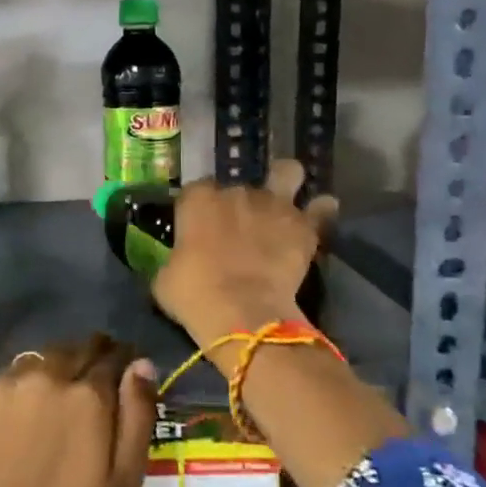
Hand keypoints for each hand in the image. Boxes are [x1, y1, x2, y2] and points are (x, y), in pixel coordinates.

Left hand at [0, 335, 156, 486]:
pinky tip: (16, 419)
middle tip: (90, 388)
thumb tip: (141, 364)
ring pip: (39, 360)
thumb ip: (137, 416)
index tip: (124, 375)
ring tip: (52, 402)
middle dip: (90, 359)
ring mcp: (4, 385)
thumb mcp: (122, 482)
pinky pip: (5, 381)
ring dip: (53, 371)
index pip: (113, 355)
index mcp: (87, 394)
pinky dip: (18, 390)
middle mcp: (46, 375)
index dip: (122, 362)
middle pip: (75, 349)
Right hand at [153, 158, 337, 343]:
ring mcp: (273, 204)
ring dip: (285, 182)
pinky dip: (320, 211)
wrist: (243, 313)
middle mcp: (236, 191)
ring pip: (286, 172)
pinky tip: (319, 216)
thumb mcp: (165, 277)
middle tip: (239, 228)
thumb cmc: (194, 295)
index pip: (196, 192)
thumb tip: (180, 261)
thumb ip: (175, 258)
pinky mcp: (304, 225)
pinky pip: (320, 208)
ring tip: (284, 199)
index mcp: (198, 199)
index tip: (200, 229)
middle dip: (240, 203)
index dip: (200, 209)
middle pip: (239, 186)